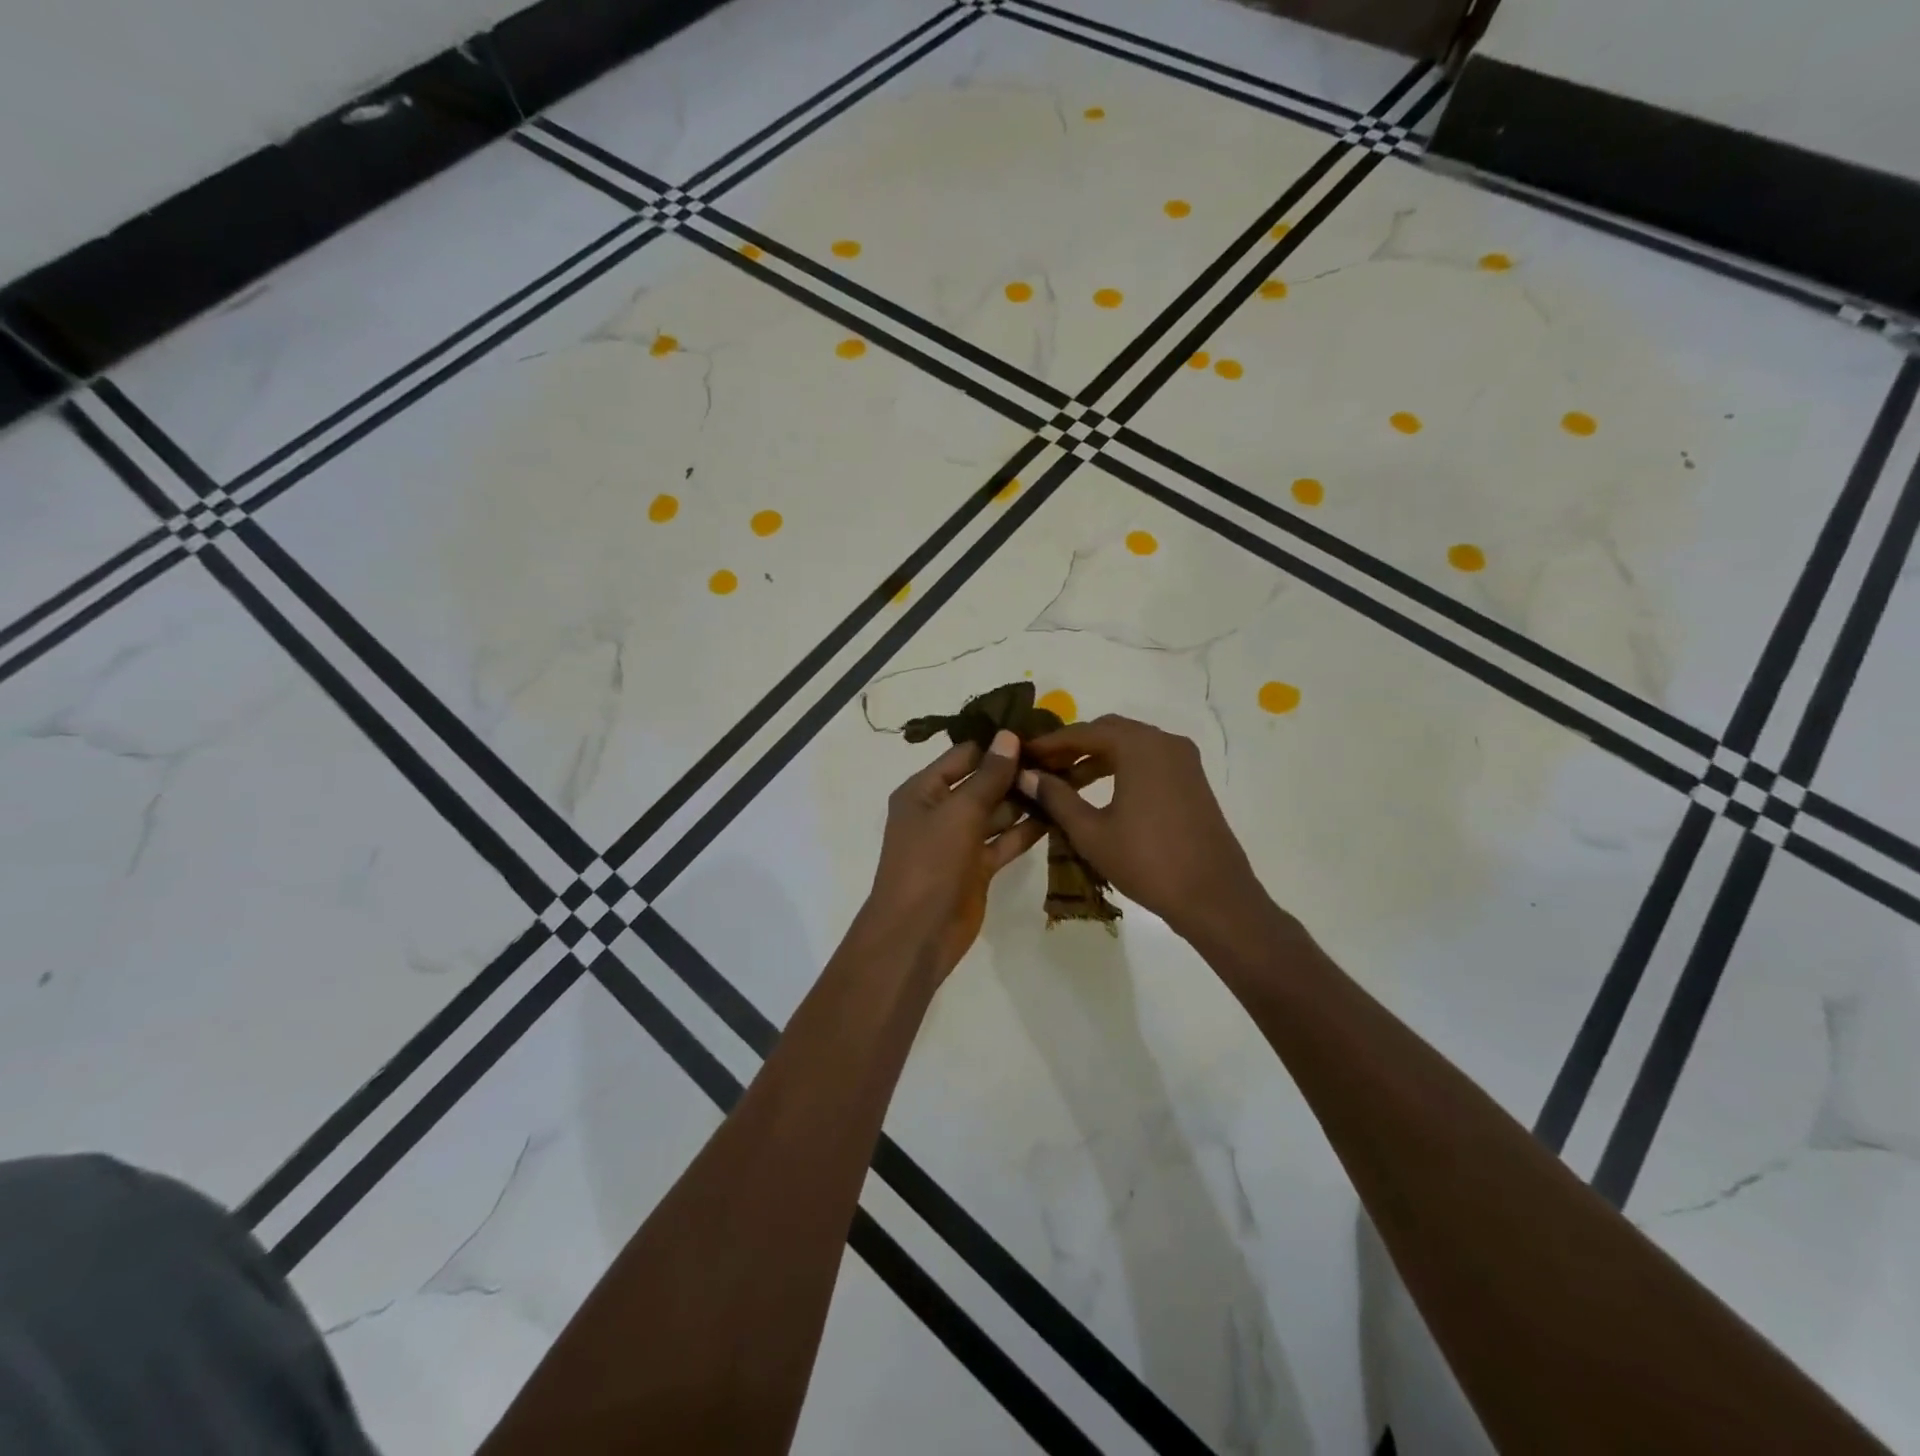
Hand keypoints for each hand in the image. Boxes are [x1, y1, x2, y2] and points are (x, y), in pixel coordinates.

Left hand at [866, 730, 1047, 979]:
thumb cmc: (929, 863)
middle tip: (1062, 757)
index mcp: (923, 791)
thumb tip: (1008, 736)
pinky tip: (1057, 815)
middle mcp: (940, 811)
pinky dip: (1026, 830)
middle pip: (982, 783)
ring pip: (997, 812)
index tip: (1037, 732)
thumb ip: (987, 776)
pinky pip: (1004, 841)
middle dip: (1016, 772)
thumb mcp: (958, 812)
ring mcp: (959, 841)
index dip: (997, 745)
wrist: (917, 934)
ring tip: (1067, 781)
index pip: (964, 756)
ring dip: (1025, 800)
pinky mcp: (977, 867)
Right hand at [1020, 715, 1268, 941]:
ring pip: (1129, 745)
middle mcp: (1164, 742)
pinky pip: (1148, 760)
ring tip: (1064, 783)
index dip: (1049, 743)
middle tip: (1041, 767)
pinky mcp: (1192, 779)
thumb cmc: (1147, 862)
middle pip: (1108, 731)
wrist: (1213, 896)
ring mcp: (1183, 759)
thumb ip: (1056, 797)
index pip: (1084, 732)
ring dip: (1096, 757)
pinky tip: (1099, 792)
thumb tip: (1026, 775)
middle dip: (1073, 746)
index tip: (1022, 755)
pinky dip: (1120, 767)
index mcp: (1140, 746)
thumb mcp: (1091, 832)